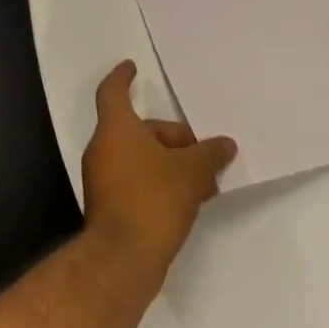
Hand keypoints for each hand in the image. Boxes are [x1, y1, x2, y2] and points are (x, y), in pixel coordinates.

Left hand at [82, 61, 237, 272]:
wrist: (122, 260)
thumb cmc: (153, 200)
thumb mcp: (191, 172)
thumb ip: (210, 153)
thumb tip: (225, 145)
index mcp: (116, 130)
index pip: (114, 92)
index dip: (123, 77)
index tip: (132, 67)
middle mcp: (103, 150)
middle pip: (140, 129)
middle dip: (173, 137)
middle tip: (204, 153)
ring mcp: (103, 180)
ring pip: (141, 158)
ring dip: (171, 163)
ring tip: (205, 182)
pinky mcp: (109, 206)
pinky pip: (138, 181)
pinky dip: (160, 182)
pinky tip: (189, 200)